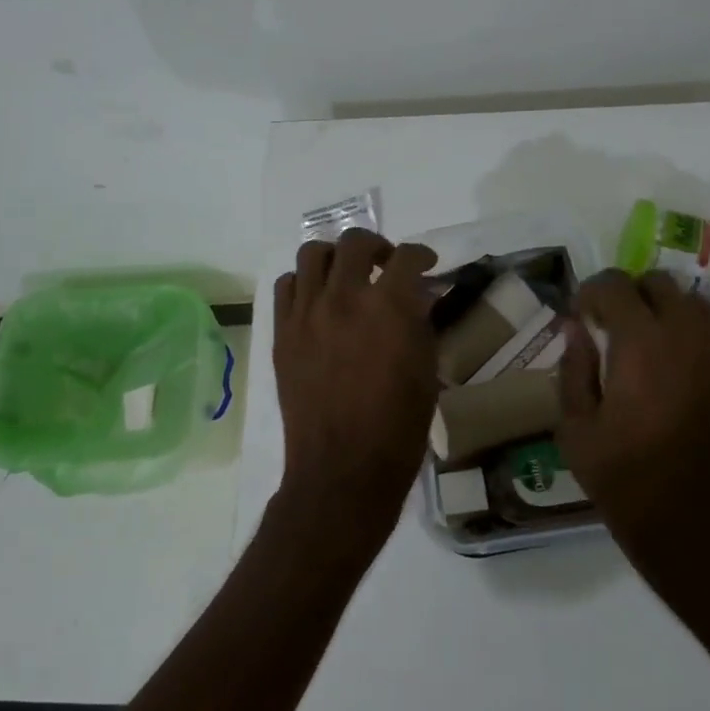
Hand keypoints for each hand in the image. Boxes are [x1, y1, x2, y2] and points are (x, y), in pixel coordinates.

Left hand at [273, 229, 438, 555]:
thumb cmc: (397, 426)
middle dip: (377, 246)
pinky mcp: (282, 332)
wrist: (343, 467)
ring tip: (346, 276)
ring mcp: (306, 313)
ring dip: (335, 257)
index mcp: (387, 307)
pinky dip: (304, 282)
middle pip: (355, 242)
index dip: (421, 254)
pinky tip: (317, 300)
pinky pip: (286, 286)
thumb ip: (419, 323)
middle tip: (386, 264)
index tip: (427, 263)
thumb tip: (414, 296)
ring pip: (312, 254)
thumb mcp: (425, 371)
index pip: (406, 257)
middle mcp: (343, 298)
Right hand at [558, 270, 709, 596]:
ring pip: (698, 308)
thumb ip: (573, 368)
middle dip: (633, 296)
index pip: (616, 285)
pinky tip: (685, 386)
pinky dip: (698, 348)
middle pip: (662, 284)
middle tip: (617, 329)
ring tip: (653, 354)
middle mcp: (692, 339)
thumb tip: (575, 327)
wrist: (699, 531)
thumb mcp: (575, 429)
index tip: (584, 316)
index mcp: (641, 346)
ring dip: (668, 317)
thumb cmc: (624, 482)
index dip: (593, 292)